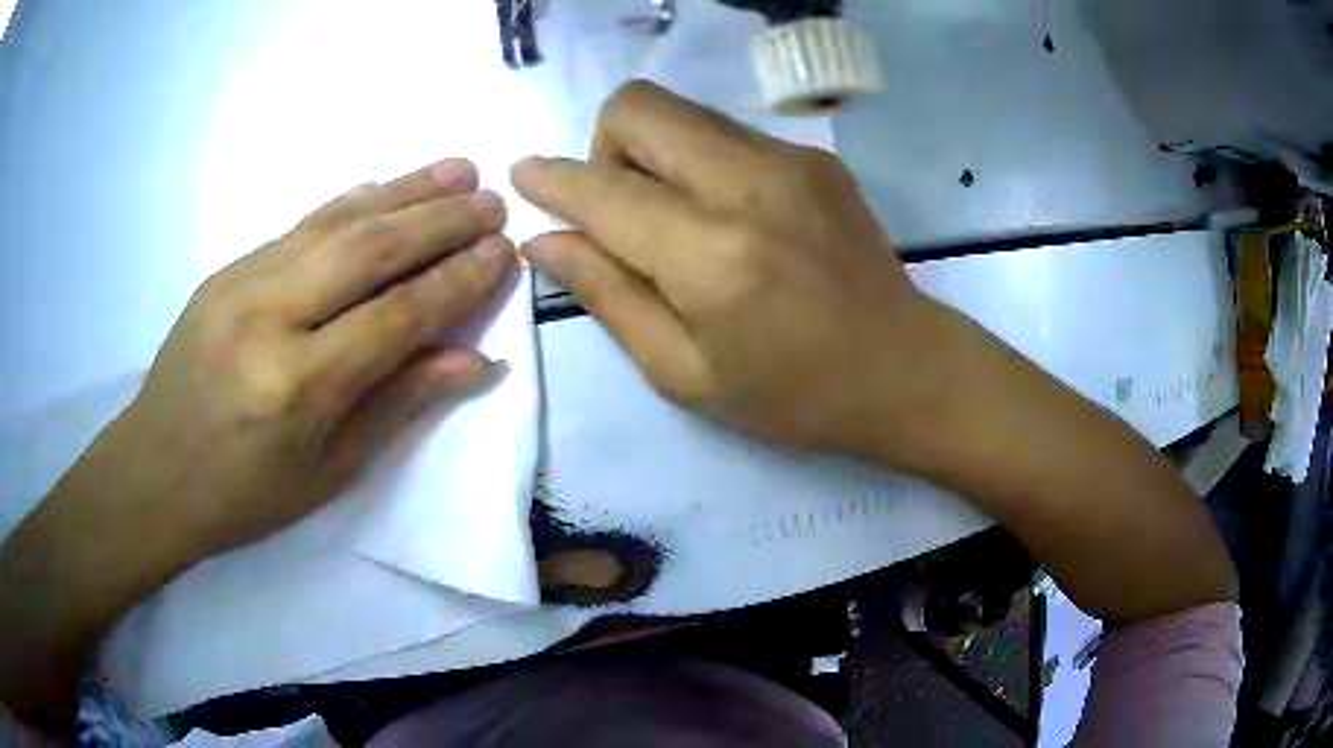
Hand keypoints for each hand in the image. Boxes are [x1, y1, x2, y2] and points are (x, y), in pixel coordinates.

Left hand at [76, 158, 517, 560]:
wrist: (155, 471)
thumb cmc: (245, 494)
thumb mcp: (328, 473)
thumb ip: (399, 405)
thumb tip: (474, 360)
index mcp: (298, 386)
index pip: (397, 315)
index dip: (456, 280)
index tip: (502, 251)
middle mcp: (270, 317)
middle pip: (369, 251)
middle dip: (439, 220)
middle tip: (491, 201)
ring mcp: (242, 282)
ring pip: (336, 223)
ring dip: (403, 192)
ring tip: (457, 170)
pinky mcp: (227, 269)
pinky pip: (299, 225)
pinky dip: (349, 203)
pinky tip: (383, 185)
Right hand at [515, 82, 1235, 626]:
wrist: (943, 387)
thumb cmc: (822, 413)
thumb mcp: (703, 387)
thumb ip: (624, 302)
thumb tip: (564, 243)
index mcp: (718, 261)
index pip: (599, 184)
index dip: (554, 181)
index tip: (526, 183)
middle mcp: (754, 189)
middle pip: (640, 112)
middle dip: (602, 143)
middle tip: (601, 196)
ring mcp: (797, 169)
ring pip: (687, 110)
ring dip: (652, 147)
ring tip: (663, 212)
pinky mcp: (824, 167)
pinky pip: (732, 134)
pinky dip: (704, 161)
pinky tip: (729, 220)